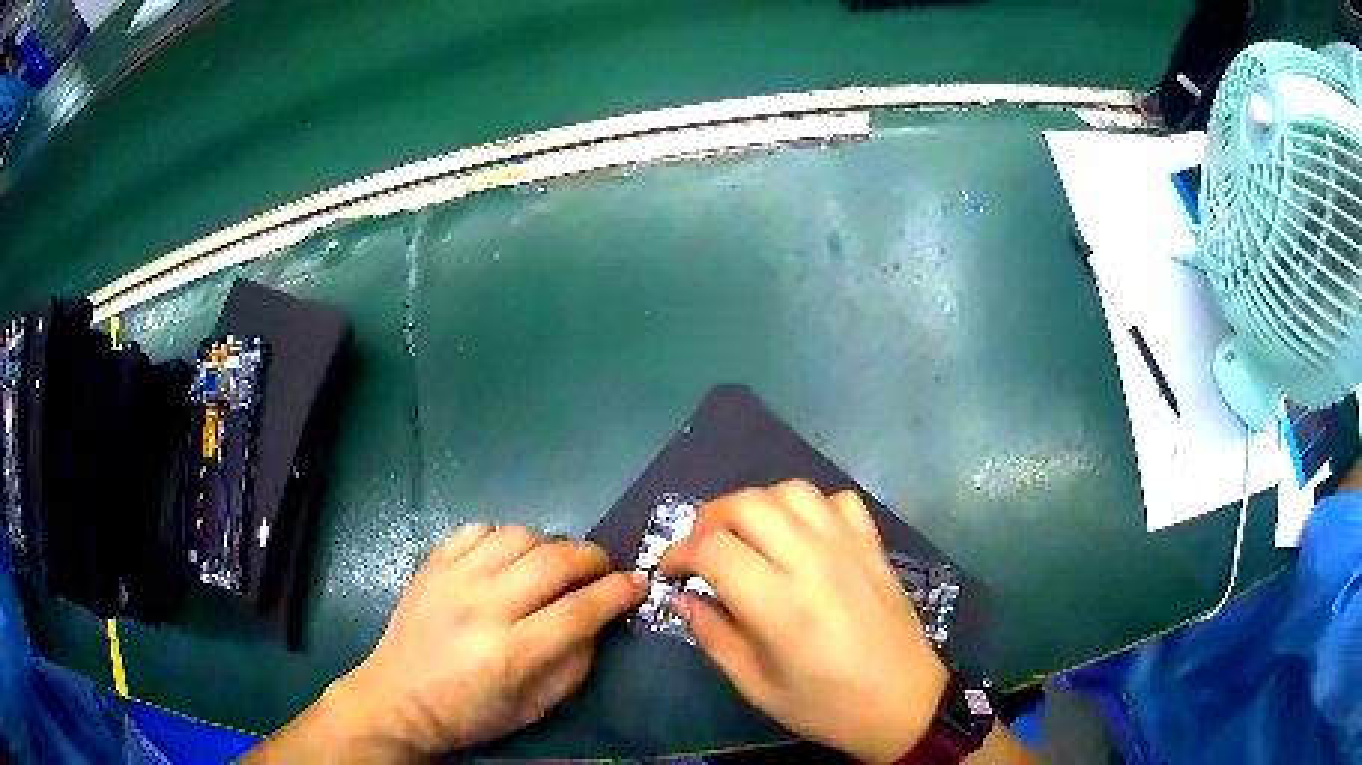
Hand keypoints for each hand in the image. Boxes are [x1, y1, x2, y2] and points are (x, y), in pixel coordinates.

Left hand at [326, 525, 645, 755]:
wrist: (399, 699)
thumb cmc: (472, 713)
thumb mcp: (536, 706)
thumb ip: (576, 662)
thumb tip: (600, 618)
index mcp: (510, 653)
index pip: (579, 609)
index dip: (617, 592)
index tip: (638, 582)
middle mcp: (482, 607)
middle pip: (553, 561)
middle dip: (593, 558)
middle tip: (604, 568)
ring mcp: (452, 580)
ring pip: (518, 535)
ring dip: (549, 544)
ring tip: (555, 564)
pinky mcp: (431, 565)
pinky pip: (477, 529)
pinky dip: (503, 537)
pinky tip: (508, 558)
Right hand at [659, 482, 948, 762]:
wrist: (903, 703)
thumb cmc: (825, 705)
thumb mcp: (756, 686)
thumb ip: (714, 637)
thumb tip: (684, 598)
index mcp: (778, 604)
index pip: (713, 549)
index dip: (680, 553)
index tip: (671, 571)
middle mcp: (811, 561)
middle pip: (747, 504)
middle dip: (709, 519)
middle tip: (701, 549)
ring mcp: (848, 547)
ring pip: (791, 491)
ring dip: (758, 505)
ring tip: (748, 536)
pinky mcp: (873, 545)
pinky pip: (838, 501)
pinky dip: (811, 508)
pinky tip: (804, 536)